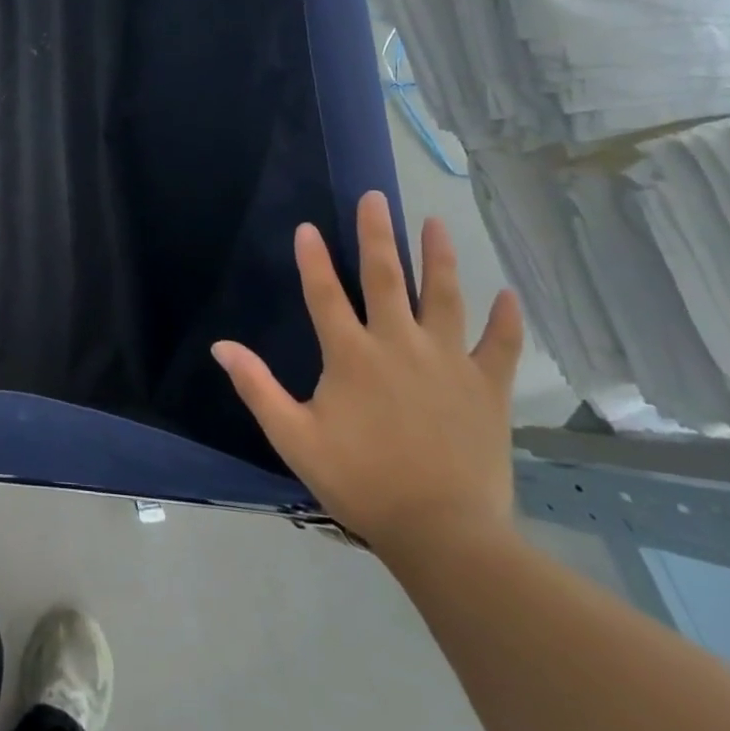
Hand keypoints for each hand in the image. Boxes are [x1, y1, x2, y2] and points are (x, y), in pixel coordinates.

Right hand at [212, 191, 523, 554]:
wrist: (443, 532)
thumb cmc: (360, 481)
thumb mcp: (293, 436)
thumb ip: (257, 387)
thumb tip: (221, 346)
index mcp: (351, 356)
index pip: (325, 294)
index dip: (313, 259)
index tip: (308, 227)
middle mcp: (399, 345)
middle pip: (385, 278)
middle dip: (377, 235)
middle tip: (375, 198)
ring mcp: (448, 362)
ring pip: (444, 297)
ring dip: (438, 257)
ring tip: (435, 223)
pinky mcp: (487, 387)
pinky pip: (501, 344)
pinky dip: (505, 318)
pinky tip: (507, 293)